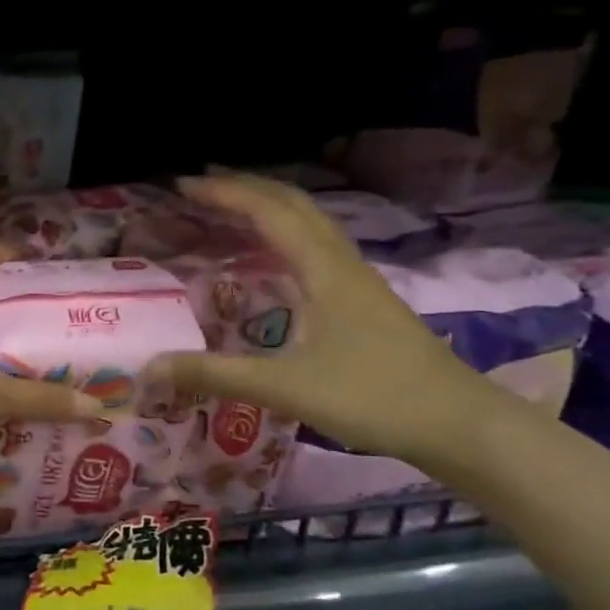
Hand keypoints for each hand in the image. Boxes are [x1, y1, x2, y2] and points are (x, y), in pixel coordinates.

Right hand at [144, 175, 503, 468]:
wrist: (460, 424)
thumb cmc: (373, 398)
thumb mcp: (285, 388)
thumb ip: (214, 375)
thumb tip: (149, 367)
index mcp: (324, 269)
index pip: (269, 212)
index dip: (224, 193)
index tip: (182, 186)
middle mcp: (341, 262)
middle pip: (292, 204)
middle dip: (244, 187)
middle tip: (198, 185)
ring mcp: (357, 279)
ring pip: (309, 222)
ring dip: (267, 206)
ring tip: (228, 207)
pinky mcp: (364, 299)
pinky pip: (317, 246)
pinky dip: (285, 233)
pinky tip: (272, 256)